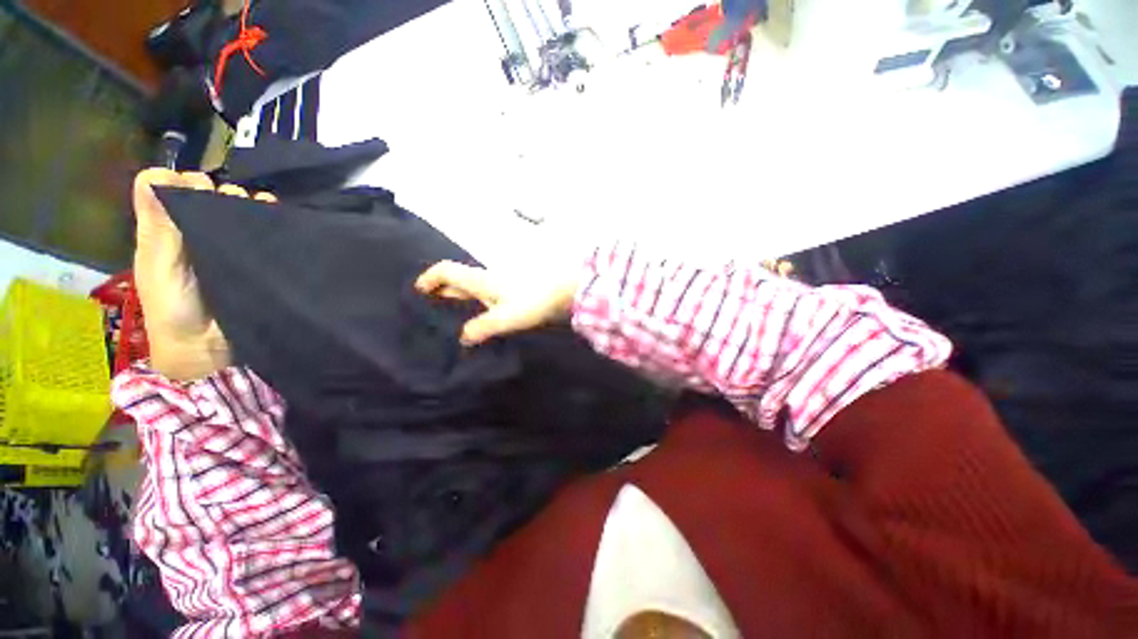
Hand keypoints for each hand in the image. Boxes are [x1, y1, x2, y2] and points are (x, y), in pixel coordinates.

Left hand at [132, 168, 275, 380]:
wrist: (210, 347)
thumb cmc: (174, 308)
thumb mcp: (158, 264)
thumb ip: (158, 225)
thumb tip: (155, 175)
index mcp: (165, 231)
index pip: (168, 189)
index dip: (180, 181)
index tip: (197, 190)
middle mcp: (194, 232)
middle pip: (205, 195)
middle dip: (218, 191)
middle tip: (229, 201)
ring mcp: (226, 246)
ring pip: (234, 209)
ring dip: (244, 203)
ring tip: (255, 206)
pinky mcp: (253, 258)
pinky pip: (260, 230)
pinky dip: (267, 216)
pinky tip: (273, 212)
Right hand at [414, 260, 578, 345]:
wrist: (564, 290)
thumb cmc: (533, 301)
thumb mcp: (505, 318)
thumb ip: (482, 327)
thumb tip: (463, 337)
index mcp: (481, 281)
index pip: (447, 271)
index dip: (429, 278)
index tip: (418, 291)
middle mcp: (488, 278)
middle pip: (458, 278)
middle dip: (441, 288)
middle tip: (429, 305)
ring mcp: (501, 283)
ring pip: (472, 286)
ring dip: (458, 295)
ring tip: (449, 313)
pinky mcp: (513, 289)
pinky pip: (485, 292)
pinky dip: (475, 301)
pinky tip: (479, 315)